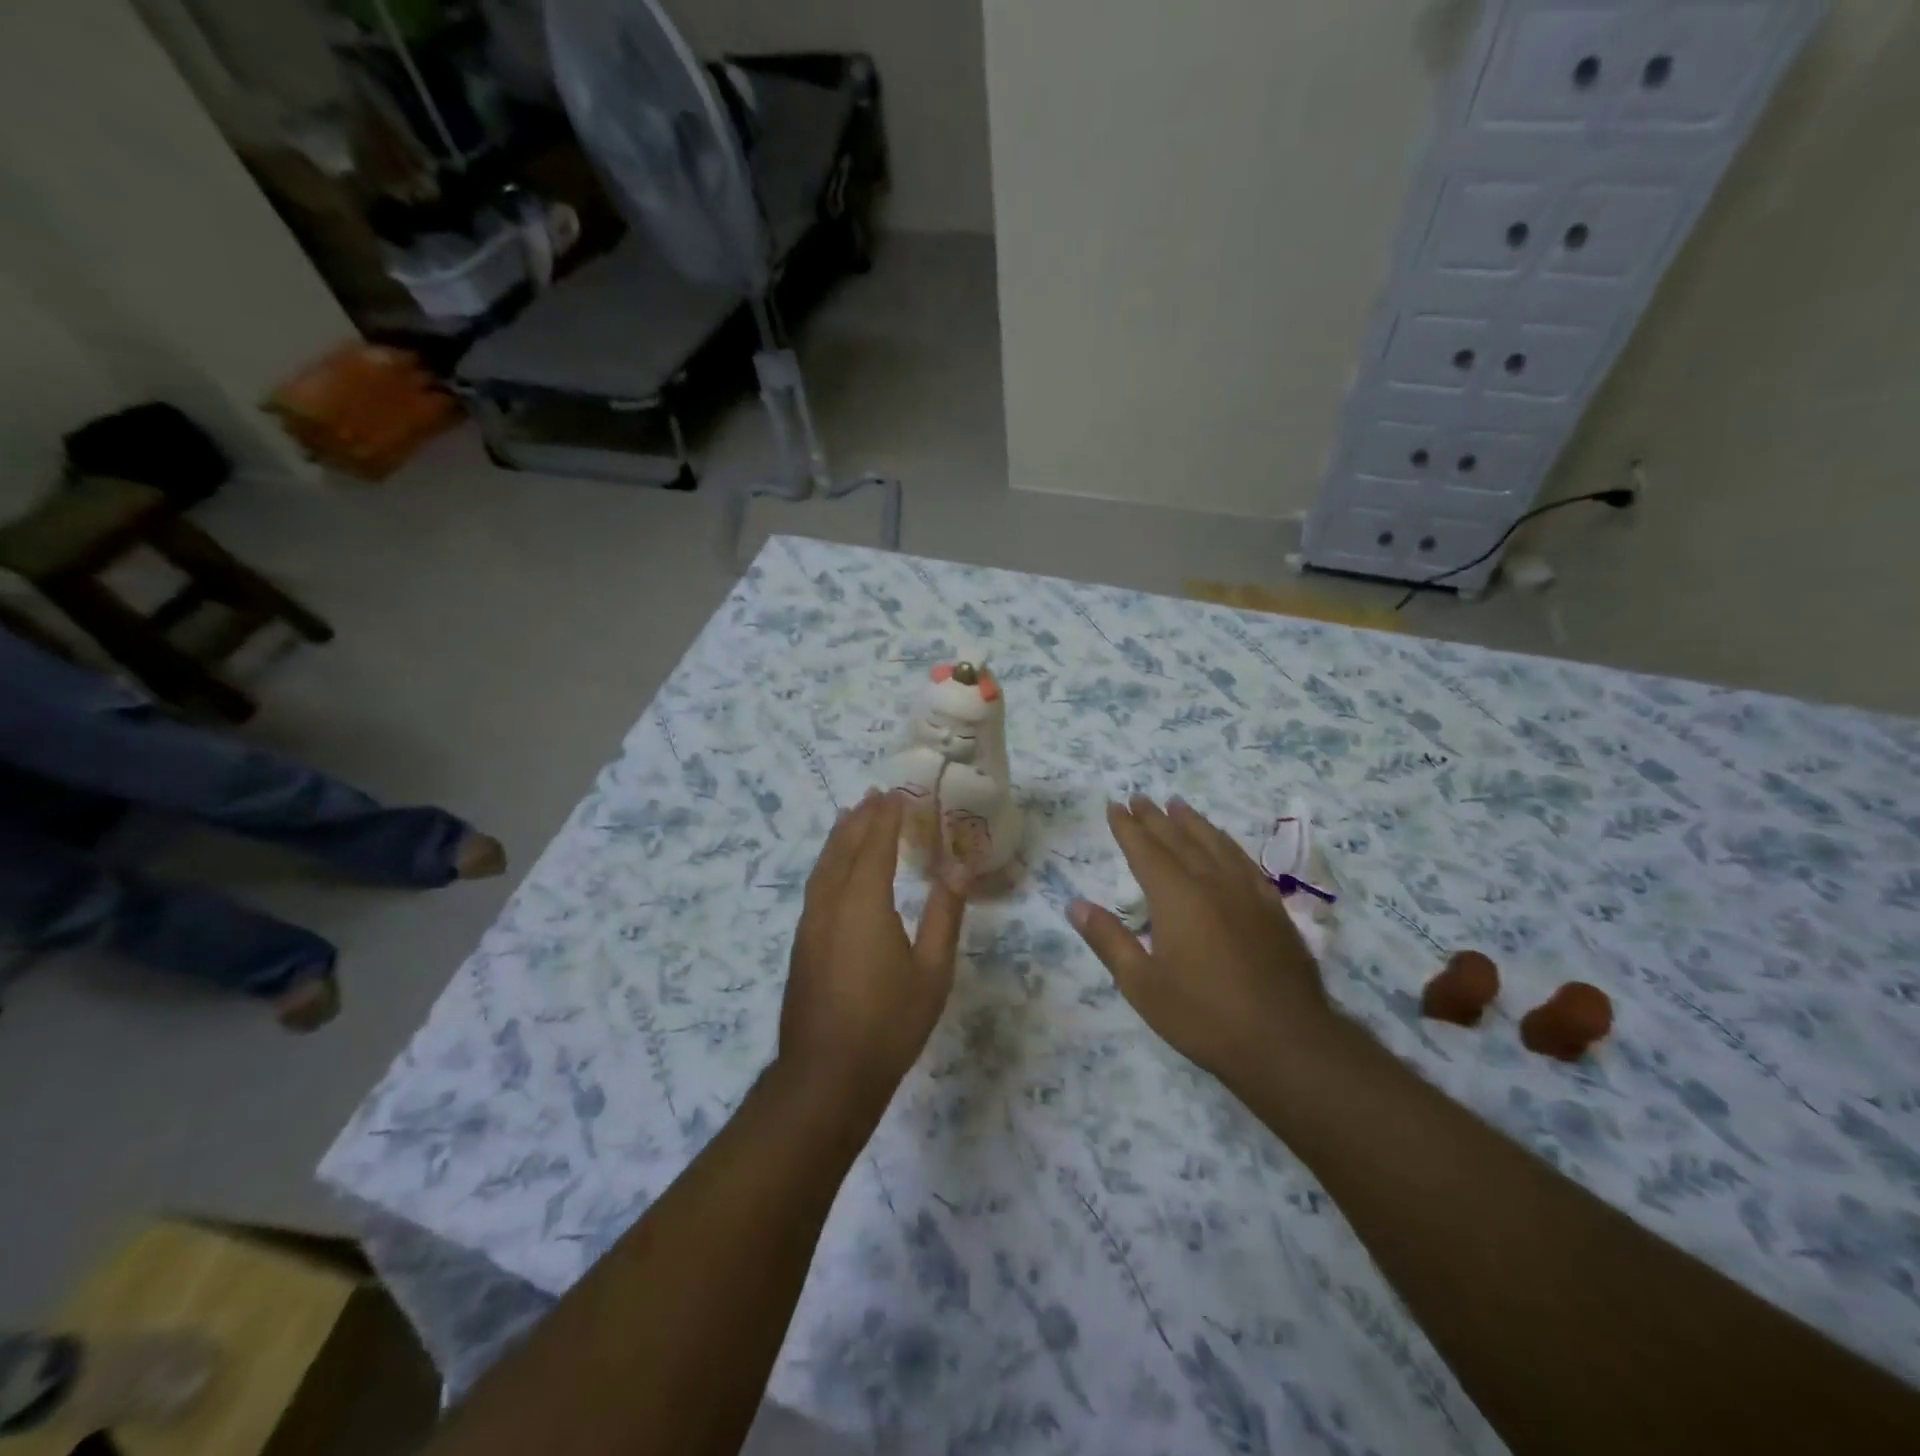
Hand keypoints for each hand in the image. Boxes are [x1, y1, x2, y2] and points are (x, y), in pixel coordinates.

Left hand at [779, 790, 967, 1118]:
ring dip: (838, 837)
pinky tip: (835, 870)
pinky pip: (816, 885)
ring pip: (823, 866)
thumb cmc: (888, 1023)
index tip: (897, 793)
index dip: (886, 817)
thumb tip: (958, 869)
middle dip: (860, 818)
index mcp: (863, 902)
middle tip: (875, 795)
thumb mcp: (932, 971)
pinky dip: (828, 863)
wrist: (826, 1076)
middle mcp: (831, 903)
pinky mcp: (802, 944)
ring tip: (850, 816)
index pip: (874, 844)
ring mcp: (811, 924)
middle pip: (843, 847)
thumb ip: (945, 915)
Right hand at [1068, 797, 1332, 1087]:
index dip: (1128, 827)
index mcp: (1176, 896)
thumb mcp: (1142, 984)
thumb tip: (1075, 904)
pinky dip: (1227, 843)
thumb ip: (1109, 939)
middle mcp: (1211, 882)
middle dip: (1156, 817)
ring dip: (1192, 822)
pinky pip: (1244, 861)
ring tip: (1178, 805)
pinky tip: (1224, 844)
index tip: (1115, 806)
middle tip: (1139, 797)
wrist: (1285, 1041)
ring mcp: (1247, 892)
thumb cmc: (1203, 1015)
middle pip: (1179, 839)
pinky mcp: (1273, 908)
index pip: (1145, 850)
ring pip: (1215, 843)